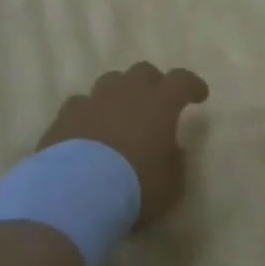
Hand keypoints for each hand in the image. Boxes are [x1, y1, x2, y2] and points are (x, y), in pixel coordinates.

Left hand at [39, 63, 207, 226]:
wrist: (77, 194)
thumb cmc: (135, 188)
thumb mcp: (171, 185)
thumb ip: (175, 162)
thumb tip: (173, 150)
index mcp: (160, 103)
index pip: (182, 80)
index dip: (192, 85)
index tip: (199, 95)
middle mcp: (127, 92)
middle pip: (143, 72)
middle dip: (152, 84)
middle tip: (155, 104)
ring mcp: (93, 100)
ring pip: (109, 82)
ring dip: (118, 94)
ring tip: (119, 115)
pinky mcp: (65, 116)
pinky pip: (80, 105)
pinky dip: (88, 114)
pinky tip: (87, 130)